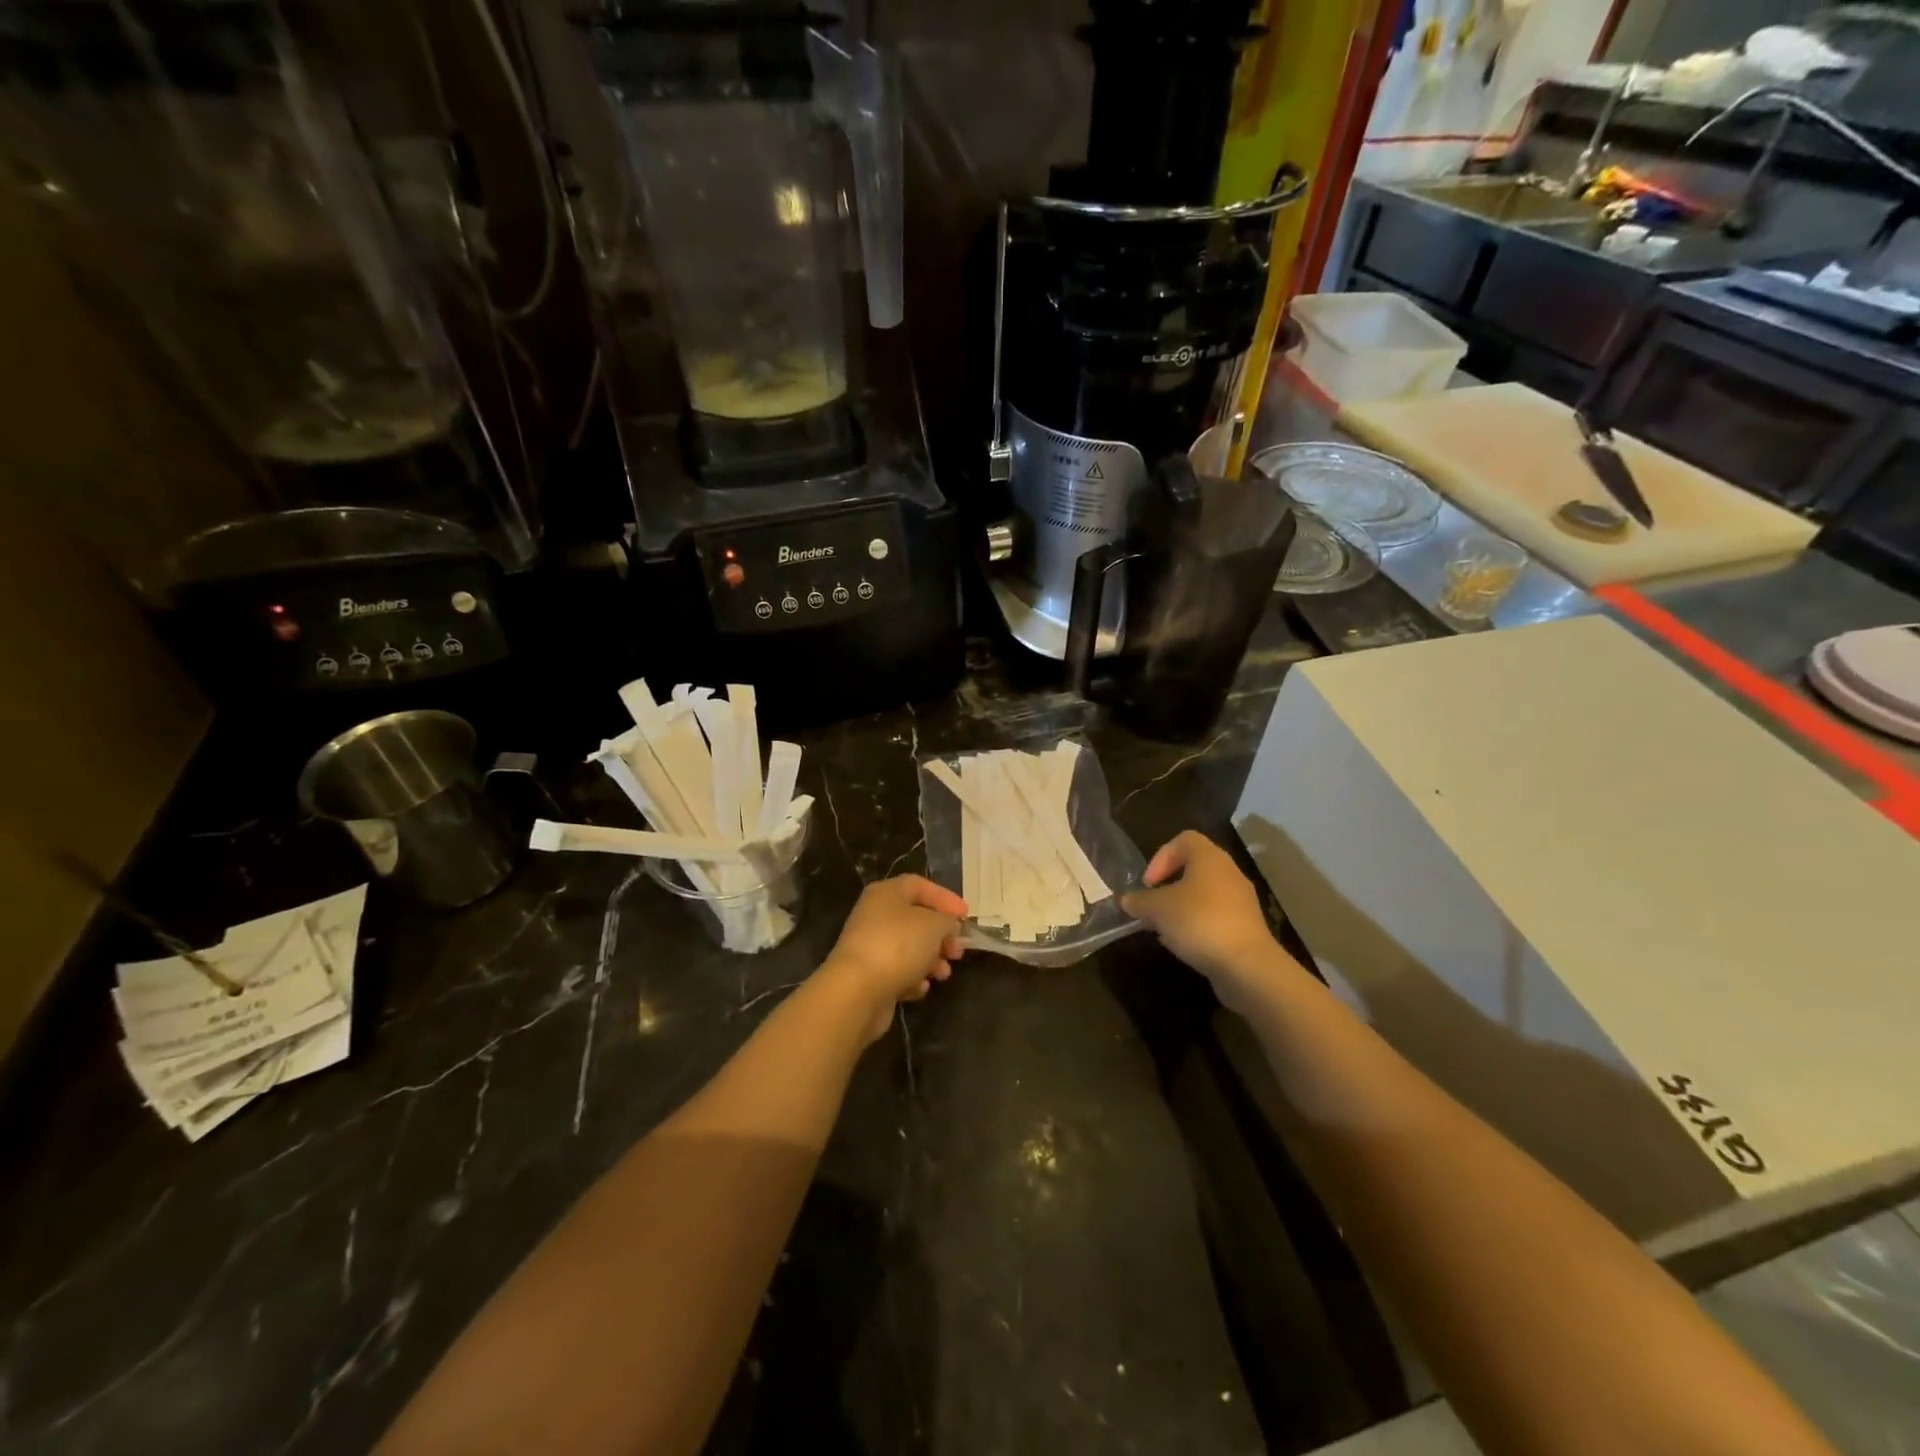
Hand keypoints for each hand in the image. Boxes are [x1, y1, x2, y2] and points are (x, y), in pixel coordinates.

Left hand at [819, 875, 966, 1041]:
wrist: (857, 990)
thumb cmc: (898, 946)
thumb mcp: (934, 925)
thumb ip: (947, 921)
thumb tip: (947, 926)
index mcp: (886, 893)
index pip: (920, 885)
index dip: (945, 898)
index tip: (966, 916)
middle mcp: (874, 915)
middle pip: (915, 918)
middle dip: (941, 935)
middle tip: (958, 951)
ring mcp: (869, 945)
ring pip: (908, 947)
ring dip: (930, 960)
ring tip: (943, 974)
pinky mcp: (867, 975)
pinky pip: (896, 971)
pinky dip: (912, 978)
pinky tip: (919, 988)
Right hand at [1121, 832, 1285, 995]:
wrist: (1247, 965)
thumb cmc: (1199, 922)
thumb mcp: (1157, 909)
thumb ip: (1139, 901)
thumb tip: (1126, 900)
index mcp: (1209, 858)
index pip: (1183, 840)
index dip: (1161, 857)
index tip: (1148, 884)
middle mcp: (1229, 873)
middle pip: (1194, 868)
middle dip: (1169, 886)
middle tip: (1153, 905)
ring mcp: (1241, 901)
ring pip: (1205, 894)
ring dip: (1182, 908)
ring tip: (1165, 928)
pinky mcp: (1247, 927)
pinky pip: (1216, 916)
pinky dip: (1198, 925)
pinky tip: (1185, 945)